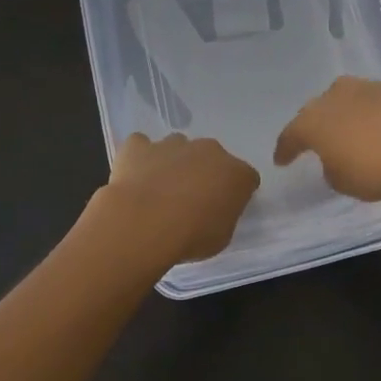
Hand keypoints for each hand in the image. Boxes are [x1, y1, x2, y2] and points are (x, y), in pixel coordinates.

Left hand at [95, 132, 260, 266]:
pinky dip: (139, 158)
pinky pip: (141, 146)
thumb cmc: (191, 236)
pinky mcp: (140, 146)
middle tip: (190, 201)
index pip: (246, 178)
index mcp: (236, 173)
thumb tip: (214, 210)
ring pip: (178, 148)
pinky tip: (134, 176)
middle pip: (212, 157)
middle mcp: (209, 150)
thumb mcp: (221, 237)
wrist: (144, 223)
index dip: (236, 193)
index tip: (224, 210)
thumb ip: (223, 216)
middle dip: (204, 173)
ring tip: (159, 191)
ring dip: (174, 163)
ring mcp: (173, 144)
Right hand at [274, 77, 380, 202]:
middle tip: (316, 143)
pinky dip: (371, 116)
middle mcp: (334, 96)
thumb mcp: (343, 182)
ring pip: (345, 101)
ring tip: (350, 135)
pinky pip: (372, 104)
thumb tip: (337, 157)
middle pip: (316, 111)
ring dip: (344, 116)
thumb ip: (332, 168)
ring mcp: (366, 88)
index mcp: (313, 121)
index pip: (290, 135)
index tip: (282, 160)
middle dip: (314, 126)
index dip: (285, 149)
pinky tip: (379, 131)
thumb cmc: (377, 170)